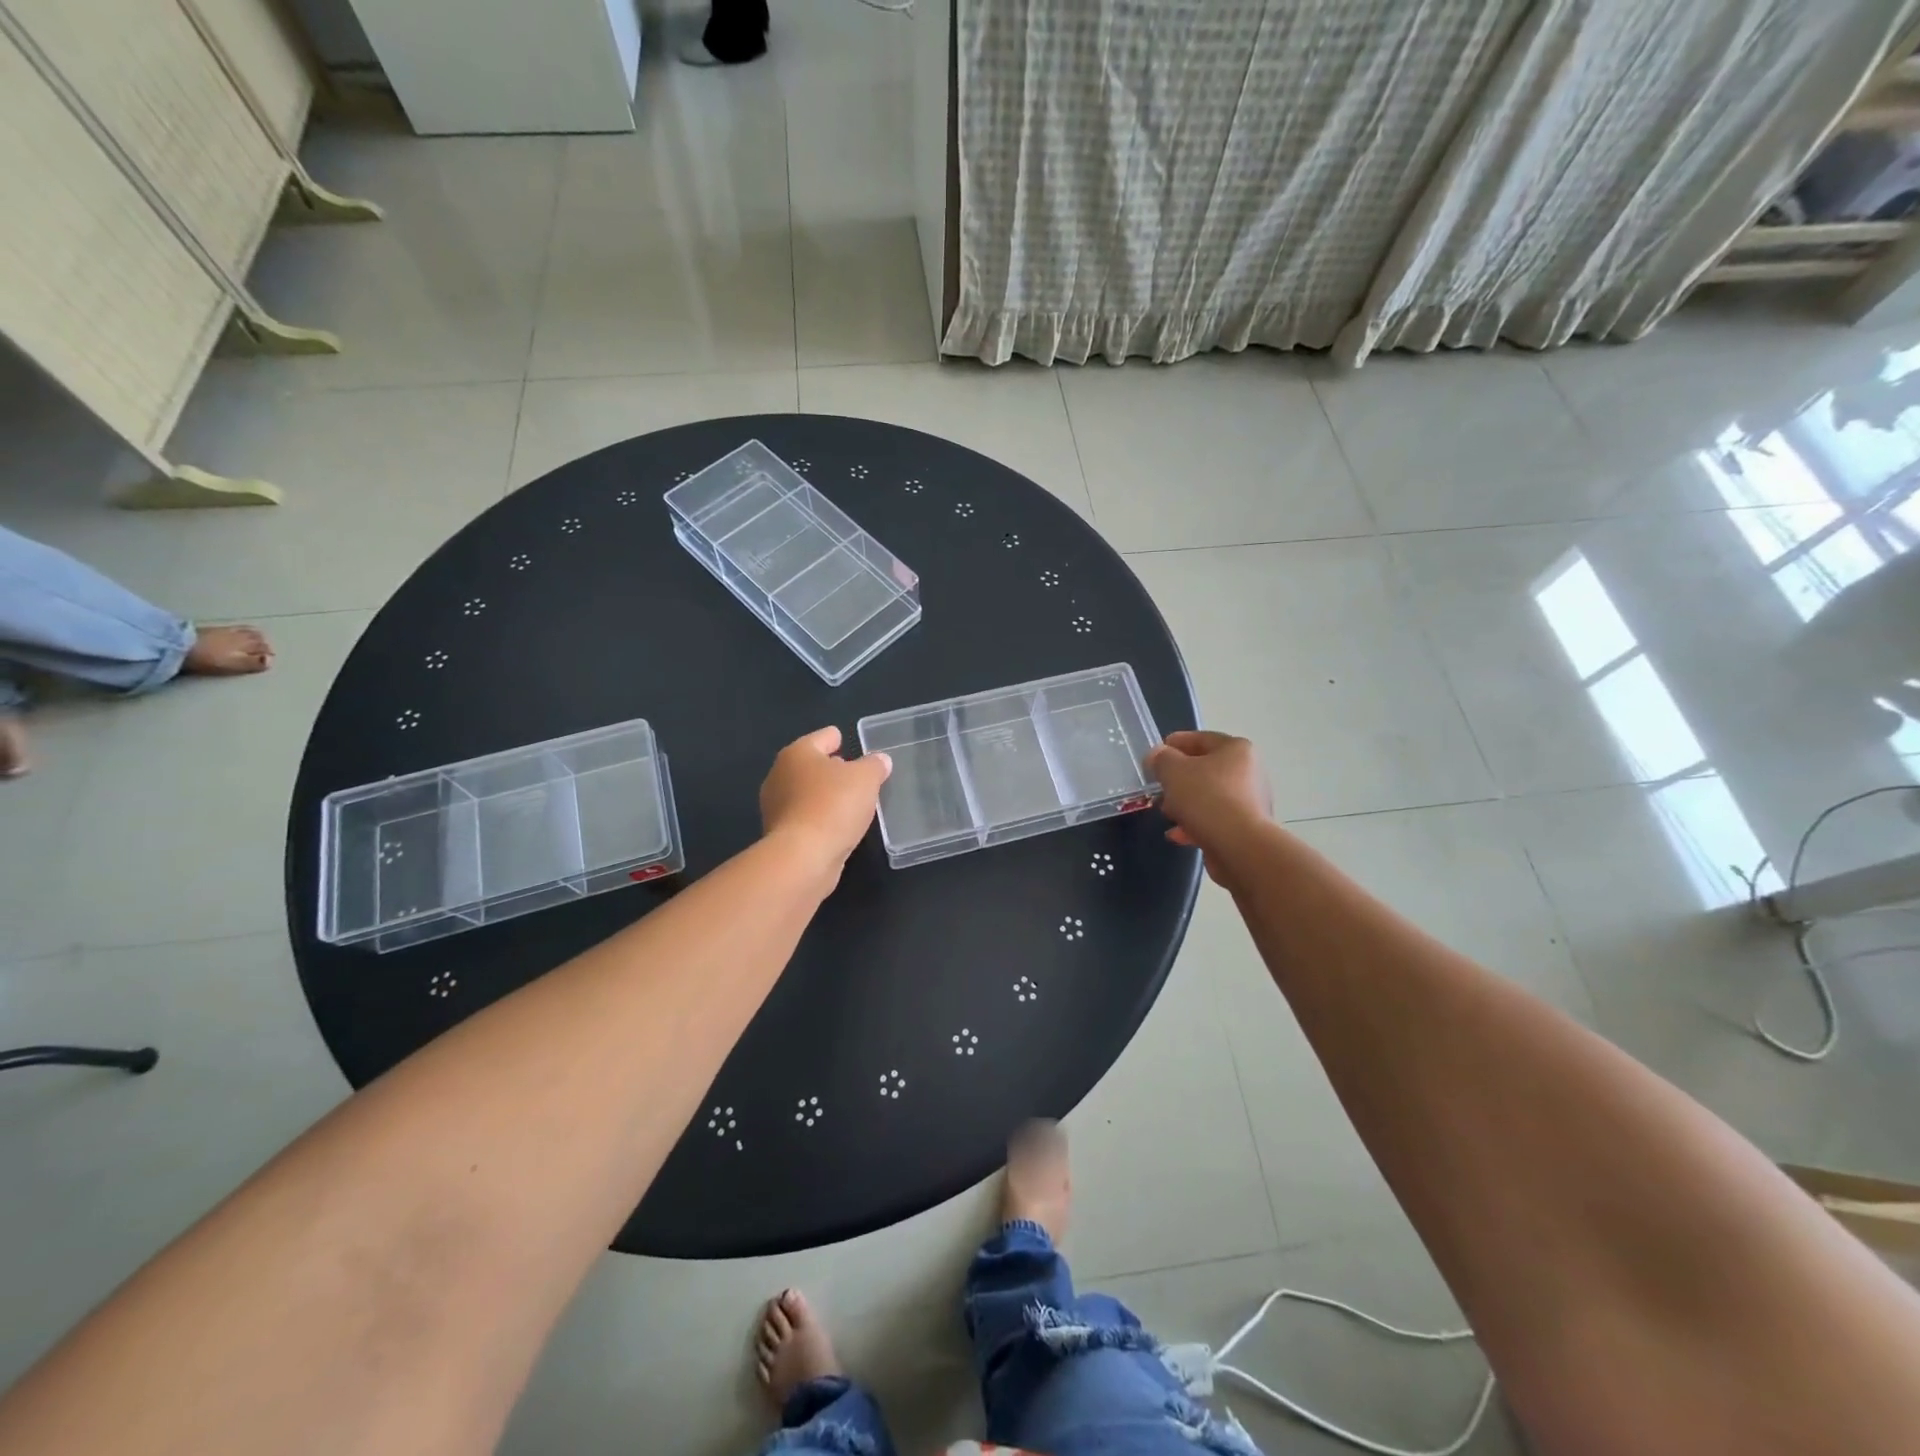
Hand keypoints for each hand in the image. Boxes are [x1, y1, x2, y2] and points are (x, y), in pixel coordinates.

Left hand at [760, 726, 891, 884]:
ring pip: (806, 792)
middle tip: (852, 772)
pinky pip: (805, 816)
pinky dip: (819, 817)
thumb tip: (880, 760)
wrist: (803, 857)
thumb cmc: (833, 806)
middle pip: (810, 765)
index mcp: (798, 754)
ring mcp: (776, 807)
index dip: (835, 737)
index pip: (821, 737)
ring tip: (849, 800)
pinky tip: (837, 824)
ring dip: (824, 794)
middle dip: (830, 767)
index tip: (844, 739)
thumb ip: (875, 765)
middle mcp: (780, 775)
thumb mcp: (866, 779)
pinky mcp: (780, 834)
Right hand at [1146, 731, 1271, 881]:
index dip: (1175, 743)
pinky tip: (1177, 835)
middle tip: (1158, 786)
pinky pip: (1215, 819)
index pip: (1201, 738)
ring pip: (1209, 796)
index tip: (1155, 753)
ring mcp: (1250, 802)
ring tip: (1166, 812)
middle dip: (1179, 778)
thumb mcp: (1172, 771)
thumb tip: (1157, 756)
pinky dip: (1196, 824)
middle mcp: (1249, 772)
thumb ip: (1161, 759)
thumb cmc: (1206, 798)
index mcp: (1236, 750)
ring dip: (1186, 803)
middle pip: (1206, 769)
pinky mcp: (1246, 828)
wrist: (1239, 846)